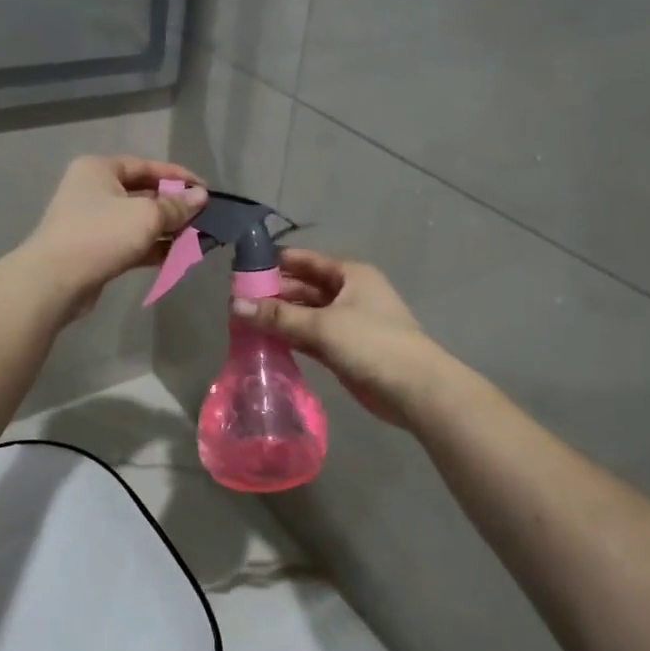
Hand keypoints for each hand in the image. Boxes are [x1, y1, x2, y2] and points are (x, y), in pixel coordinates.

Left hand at [22, 156, 207, 321]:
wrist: (54, 282)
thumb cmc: (100, 235)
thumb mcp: (145, 216)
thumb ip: (176, 206)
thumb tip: (201, 196)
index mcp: (100, 169)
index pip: (147, 166)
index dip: (178, 177)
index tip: (205, 191)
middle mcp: (94, 190)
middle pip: (143, 193)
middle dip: (174, 207)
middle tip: (204, 218)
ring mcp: (93, 221)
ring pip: (138, 220)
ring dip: (167, 229)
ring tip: (197, 239)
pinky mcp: (96, 249)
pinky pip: (131, 242)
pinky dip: (153, 247)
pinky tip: (177, 256)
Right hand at [234, 250, 436, 425]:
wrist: (415, 389)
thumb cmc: (372, 343)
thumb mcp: (322, 325)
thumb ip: (278, 315)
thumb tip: (234, 304)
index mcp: (350, 275)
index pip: (306, 260)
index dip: (275, 263)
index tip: (242, 270)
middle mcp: (349, 293)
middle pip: (305, 287)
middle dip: (274, 293)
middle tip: (236, 300)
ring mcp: (348, 322)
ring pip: (307, 314)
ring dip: (280, 317)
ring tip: (243, 321)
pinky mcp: (345, 349)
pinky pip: (311, 337)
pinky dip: (291, 337)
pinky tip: (265, 342)